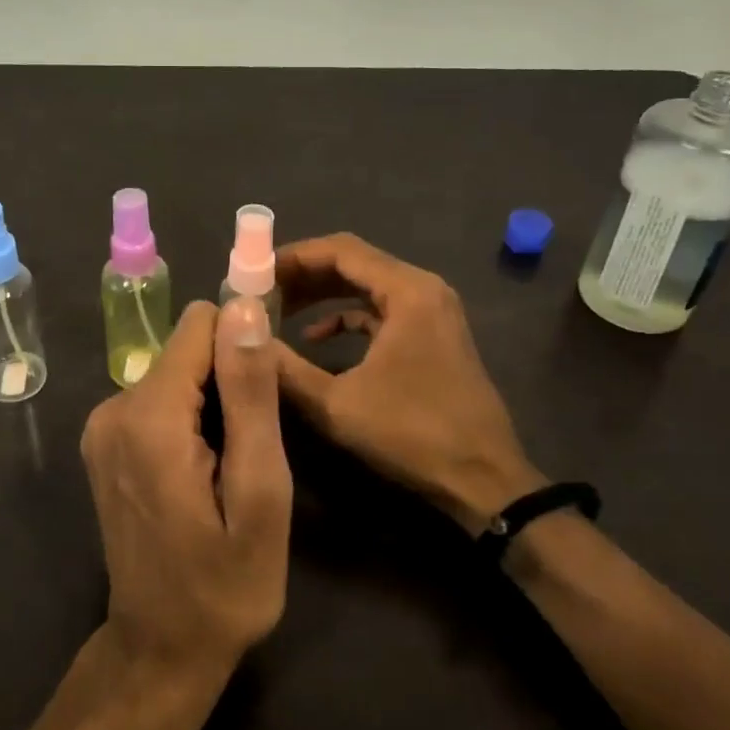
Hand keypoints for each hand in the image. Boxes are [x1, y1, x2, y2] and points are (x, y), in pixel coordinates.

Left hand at [79, 298, 292, 729]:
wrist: (160, 652)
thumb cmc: (226, 585)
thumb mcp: (260, 493)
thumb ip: (250, 394)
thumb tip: (245, 308)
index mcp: (149, 415)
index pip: (201, 323)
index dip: (243, 345)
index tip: (266, 392)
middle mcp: (114, 406)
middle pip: (188, 348)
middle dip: (228, 379)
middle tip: (251, 446)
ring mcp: (102, 425)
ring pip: (177, 371)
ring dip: (211, 403)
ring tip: (229, 465)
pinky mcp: (105, 442)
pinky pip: (159, 398)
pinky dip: (188, 418)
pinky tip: (203, 470)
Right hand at [274, 232, 544, 533]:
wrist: (484, 480)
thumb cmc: (412, 433)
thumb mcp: (336, 403)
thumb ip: (285, 368)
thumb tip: (244, 340)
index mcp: (407, 291)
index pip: (340, 250)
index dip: (293, 256)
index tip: (254, 271)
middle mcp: (423, 289)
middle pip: (353, 262)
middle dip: (304, 275)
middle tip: (261, 291)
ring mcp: (431, 311)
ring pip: (366, 286)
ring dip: (323, 295)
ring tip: (279, 311)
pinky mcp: (432, 335)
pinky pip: (381, 310)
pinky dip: (347, 317)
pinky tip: (317, 338)